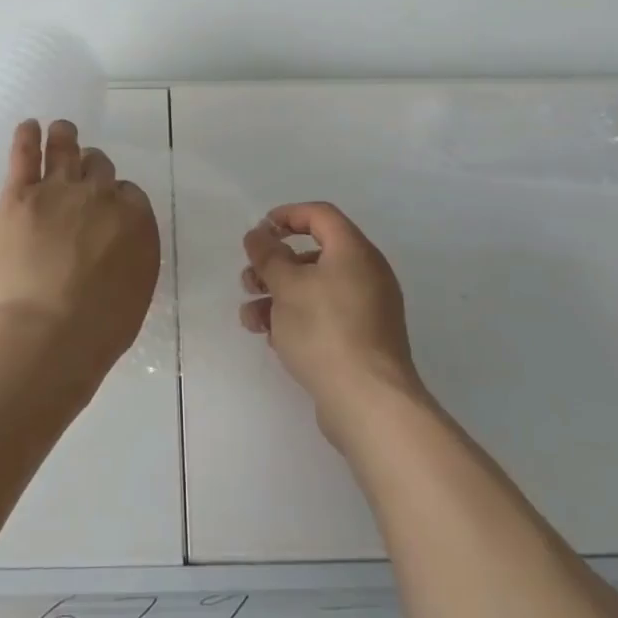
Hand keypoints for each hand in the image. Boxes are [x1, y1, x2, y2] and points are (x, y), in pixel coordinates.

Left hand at [0, 119, 160, 376]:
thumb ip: (133, 254)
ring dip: (65, 137)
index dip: (116, 198)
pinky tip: (28, 127)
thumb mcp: (137, 290)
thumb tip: (121, 243)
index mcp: (135, 218)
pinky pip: (26, 155)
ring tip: (61, 129)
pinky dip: (27, 137)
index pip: (129, 193)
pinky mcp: (20, 195)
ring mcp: (58, 190)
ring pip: (66, 149)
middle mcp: (100, 195)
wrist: (48, 332)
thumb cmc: (100, 327)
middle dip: (93, 169)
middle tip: (84, 174)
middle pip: (99, 167)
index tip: (107, 209)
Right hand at [241, 202, 424, 443]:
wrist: (369, 402)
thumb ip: (269, 255)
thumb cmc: (325, 330)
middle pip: (314, 255)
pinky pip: (325, 316)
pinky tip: (273, 338)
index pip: (320, 215)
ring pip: (315, 289)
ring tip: (250, 318)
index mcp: (354, 251)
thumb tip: (259, 234)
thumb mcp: (287, 286)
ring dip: (278, 296)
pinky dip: (297, 319)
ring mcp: (367, 309)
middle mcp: (366, 274)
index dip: (287, 215)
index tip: (260, 231)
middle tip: (249, 280)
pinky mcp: (362, 340)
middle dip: (275, 265)